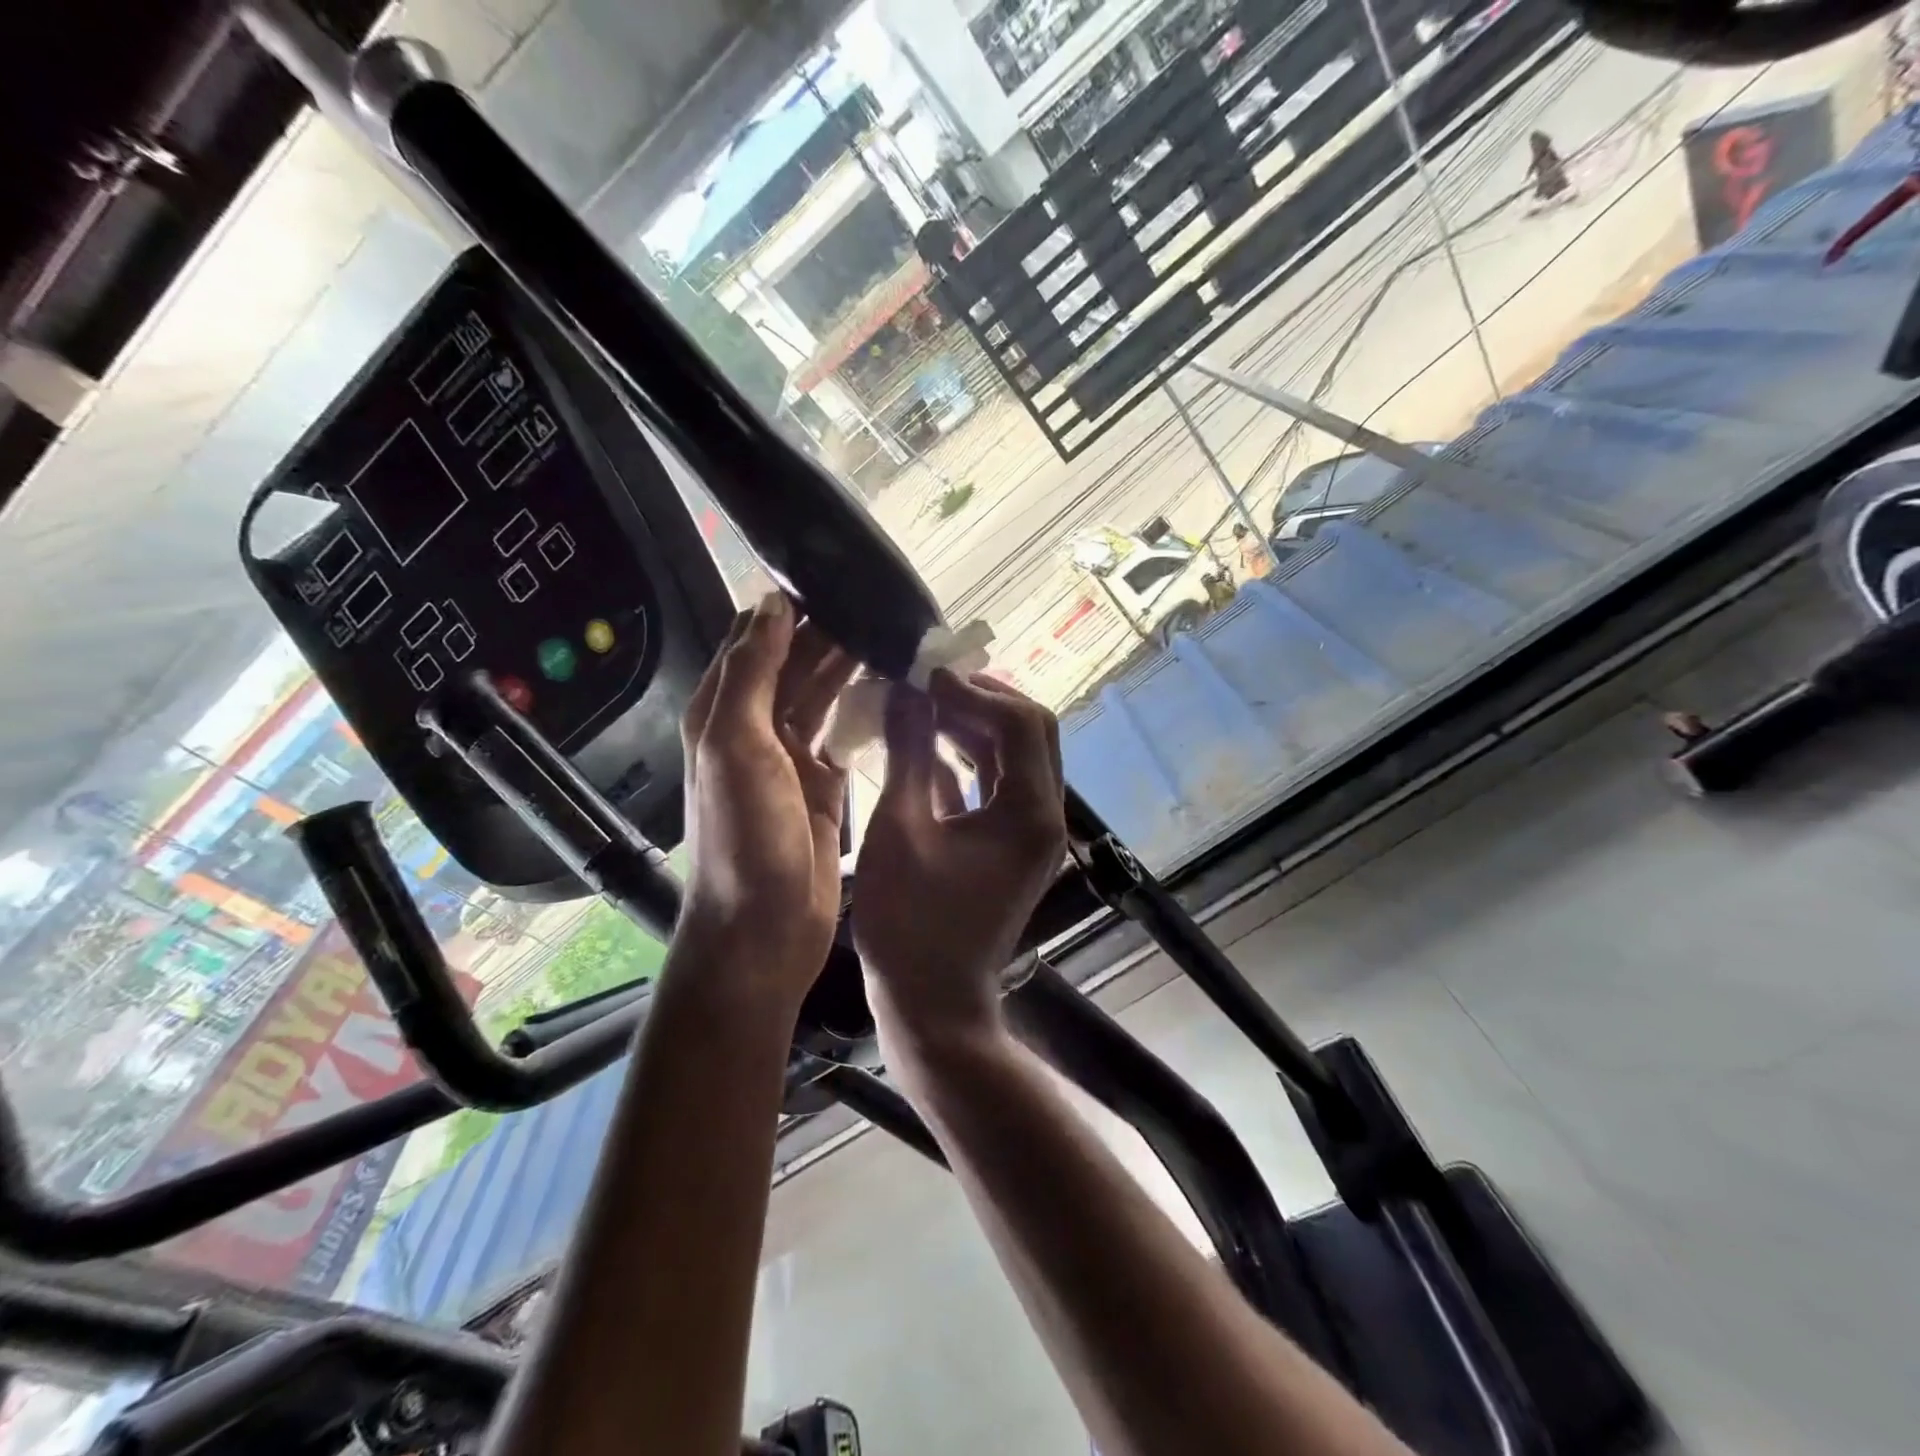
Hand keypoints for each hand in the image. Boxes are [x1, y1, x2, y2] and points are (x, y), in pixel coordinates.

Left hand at [678, 593, 855, 1007]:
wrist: (763, 929)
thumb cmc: (744, 837)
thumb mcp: (735, 745)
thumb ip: (752, 672)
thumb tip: (772, 602)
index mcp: (723, 711)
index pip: (755, 640)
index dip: (790, 608)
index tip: (838, 579)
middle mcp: (754, 727)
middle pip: (794, 663)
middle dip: (831, 631)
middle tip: (882, 605)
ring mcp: (790, 757)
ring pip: (822, 694)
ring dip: (850, 665)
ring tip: (895, 634)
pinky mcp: (824, 784)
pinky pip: (845, 733)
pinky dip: (864, 708)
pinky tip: (895, 688)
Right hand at [852, 672, 1068, 1061]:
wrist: (932, 1004)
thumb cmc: (910, 923)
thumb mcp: (900, 828)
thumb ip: (908, 753)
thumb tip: (906, 692)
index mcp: (1029, 812)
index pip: (1020, 723)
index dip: (974, 690)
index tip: (925, 675)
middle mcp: (1044, 816)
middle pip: (1030, 732)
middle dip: (982, 699)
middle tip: (929, 683)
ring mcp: (1031, 832)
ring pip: (1015, 756)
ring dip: (975, 725)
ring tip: (924, 703)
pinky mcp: (1011, 845)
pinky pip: (998, 784)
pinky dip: (969, 758)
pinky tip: (929, 743)